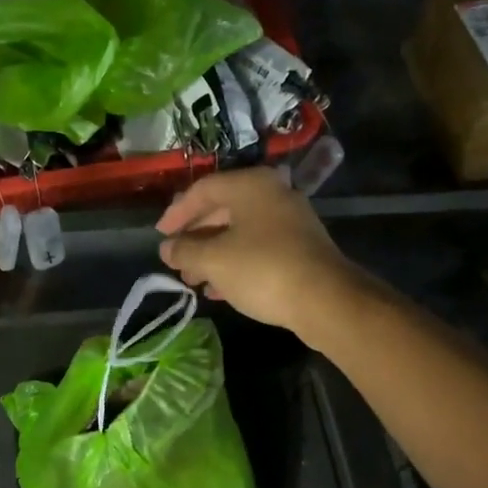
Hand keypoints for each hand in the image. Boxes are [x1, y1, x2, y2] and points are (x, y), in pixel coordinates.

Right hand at [156, 168, 358, 339]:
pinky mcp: (300, 249)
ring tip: (192, 279)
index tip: (160, 235)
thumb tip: (167, 248)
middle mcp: (272, 195)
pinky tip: (218, 289)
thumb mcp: (214, 260)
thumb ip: (185, 250)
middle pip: (222, 210)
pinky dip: (235, 263)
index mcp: (251, 186)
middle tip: (175, 259)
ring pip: (240, 232)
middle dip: (195, 237)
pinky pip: (258, 249)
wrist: (326, 301)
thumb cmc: (263, 269)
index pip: (203, 189)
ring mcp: (290, 222)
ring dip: (212, 254)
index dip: (177, 212)